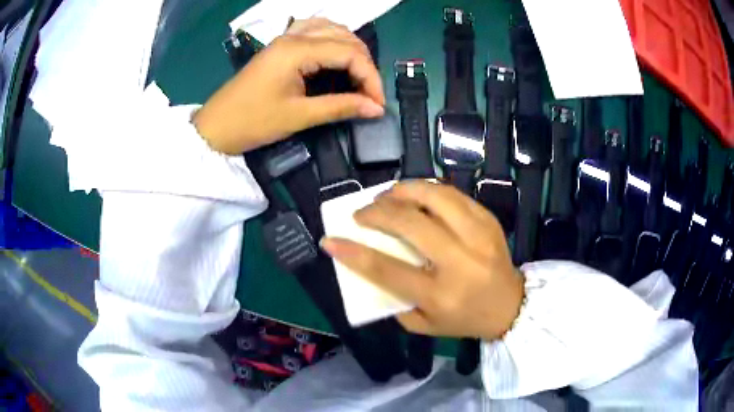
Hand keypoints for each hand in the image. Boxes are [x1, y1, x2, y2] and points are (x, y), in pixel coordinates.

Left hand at [194, 18, 384, 153]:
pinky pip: (315, 31)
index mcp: (297, 50)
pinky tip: (336, 54)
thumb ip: (340, 107)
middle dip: (364, 64)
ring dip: (352, 49)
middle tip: (369, 94)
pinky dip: (333, 40)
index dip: (370, 78)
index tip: (377, 104)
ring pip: (332, 29)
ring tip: (359, 75)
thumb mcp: (299, 116)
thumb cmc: (252, 122)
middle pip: (345, 38)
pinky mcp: (280, 45)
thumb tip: (375, 109)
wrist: (216, 127)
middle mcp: (294, 36)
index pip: (350, 53)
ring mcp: (286, 38)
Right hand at [321, 181, 523, 340]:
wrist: (510, 305)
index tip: (330, 240)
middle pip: (410, 224)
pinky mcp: (488, 220)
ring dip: (403, 190)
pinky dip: (428, 190)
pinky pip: (453, 195)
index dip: (353, 253)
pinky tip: (416, 195)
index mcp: (439, 294)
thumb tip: (369, 265)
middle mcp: (460, 262)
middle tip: (362, 212)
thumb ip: (394, 299)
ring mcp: (478, 236)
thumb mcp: (423, 324)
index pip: (387, 270)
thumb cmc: (463, 319)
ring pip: (435, 197)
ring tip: (387, 195)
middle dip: (377, 212)